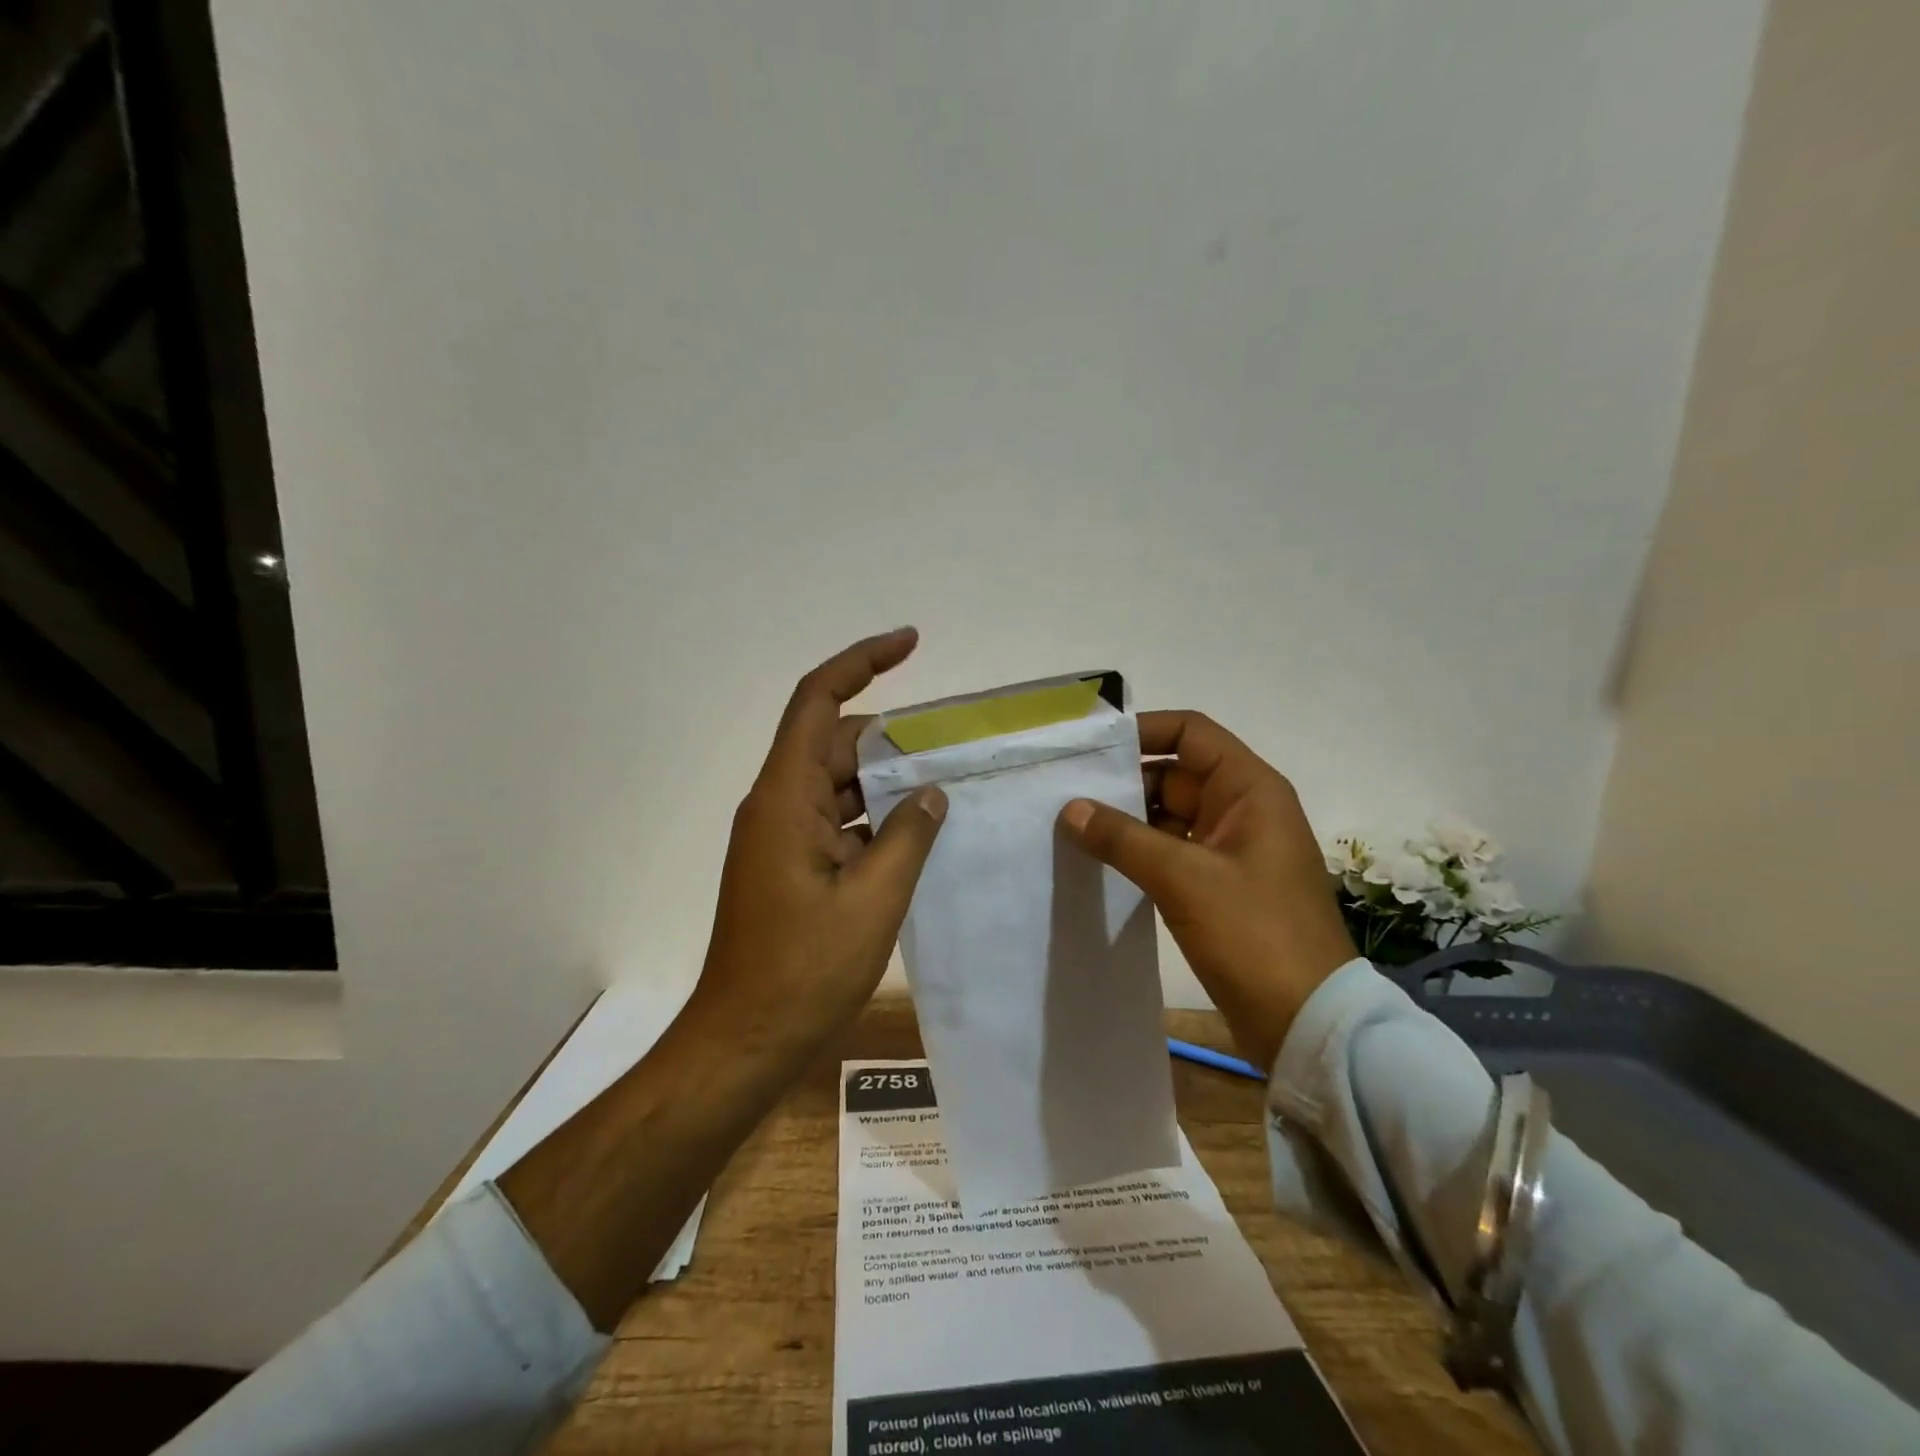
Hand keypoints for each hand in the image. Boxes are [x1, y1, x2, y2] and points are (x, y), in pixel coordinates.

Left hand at [690, 627, 947, 1061]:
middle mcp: (777, 805)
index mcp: (785, 799)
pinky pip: (836, 820)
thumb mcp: (873, 900)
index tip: (911, 643)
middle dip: (891, 734)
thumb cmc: (804, 972)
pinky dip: (874, 817)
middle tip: (951, 742)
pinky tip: (917, 832)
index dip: (862, 662)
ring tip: (946, 783)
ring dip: (886, 780)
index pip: (819, 702)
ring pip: (837, 783)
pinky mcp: (789, 866)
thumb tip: (931, 792)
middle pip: (833, 741)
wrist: (742, 1043)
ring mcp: (780, 837)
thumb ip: (909, 835)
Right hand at [1058, 711, 1356, 1072]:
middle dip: (1122, 780)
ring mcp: (1228, 849)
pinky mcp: (1216, 885)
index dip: (1143, 730)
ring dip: (1124, 819)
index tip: (1089, 746)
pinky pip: (1169, 851)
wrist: (1307, 1023)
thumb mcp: (1184, 879)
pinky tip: (1094, 859)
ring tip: (1067, 822)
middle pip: (1173, 773)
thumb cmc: (1255, 935)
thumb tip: (1070, 809)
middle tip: (1062, 788)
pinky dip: (1135, 851)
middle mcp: (1240, 809)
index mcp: (1249, 789)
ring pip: (1167, 815)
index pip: (1191, 733)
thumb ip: (1123, 839)